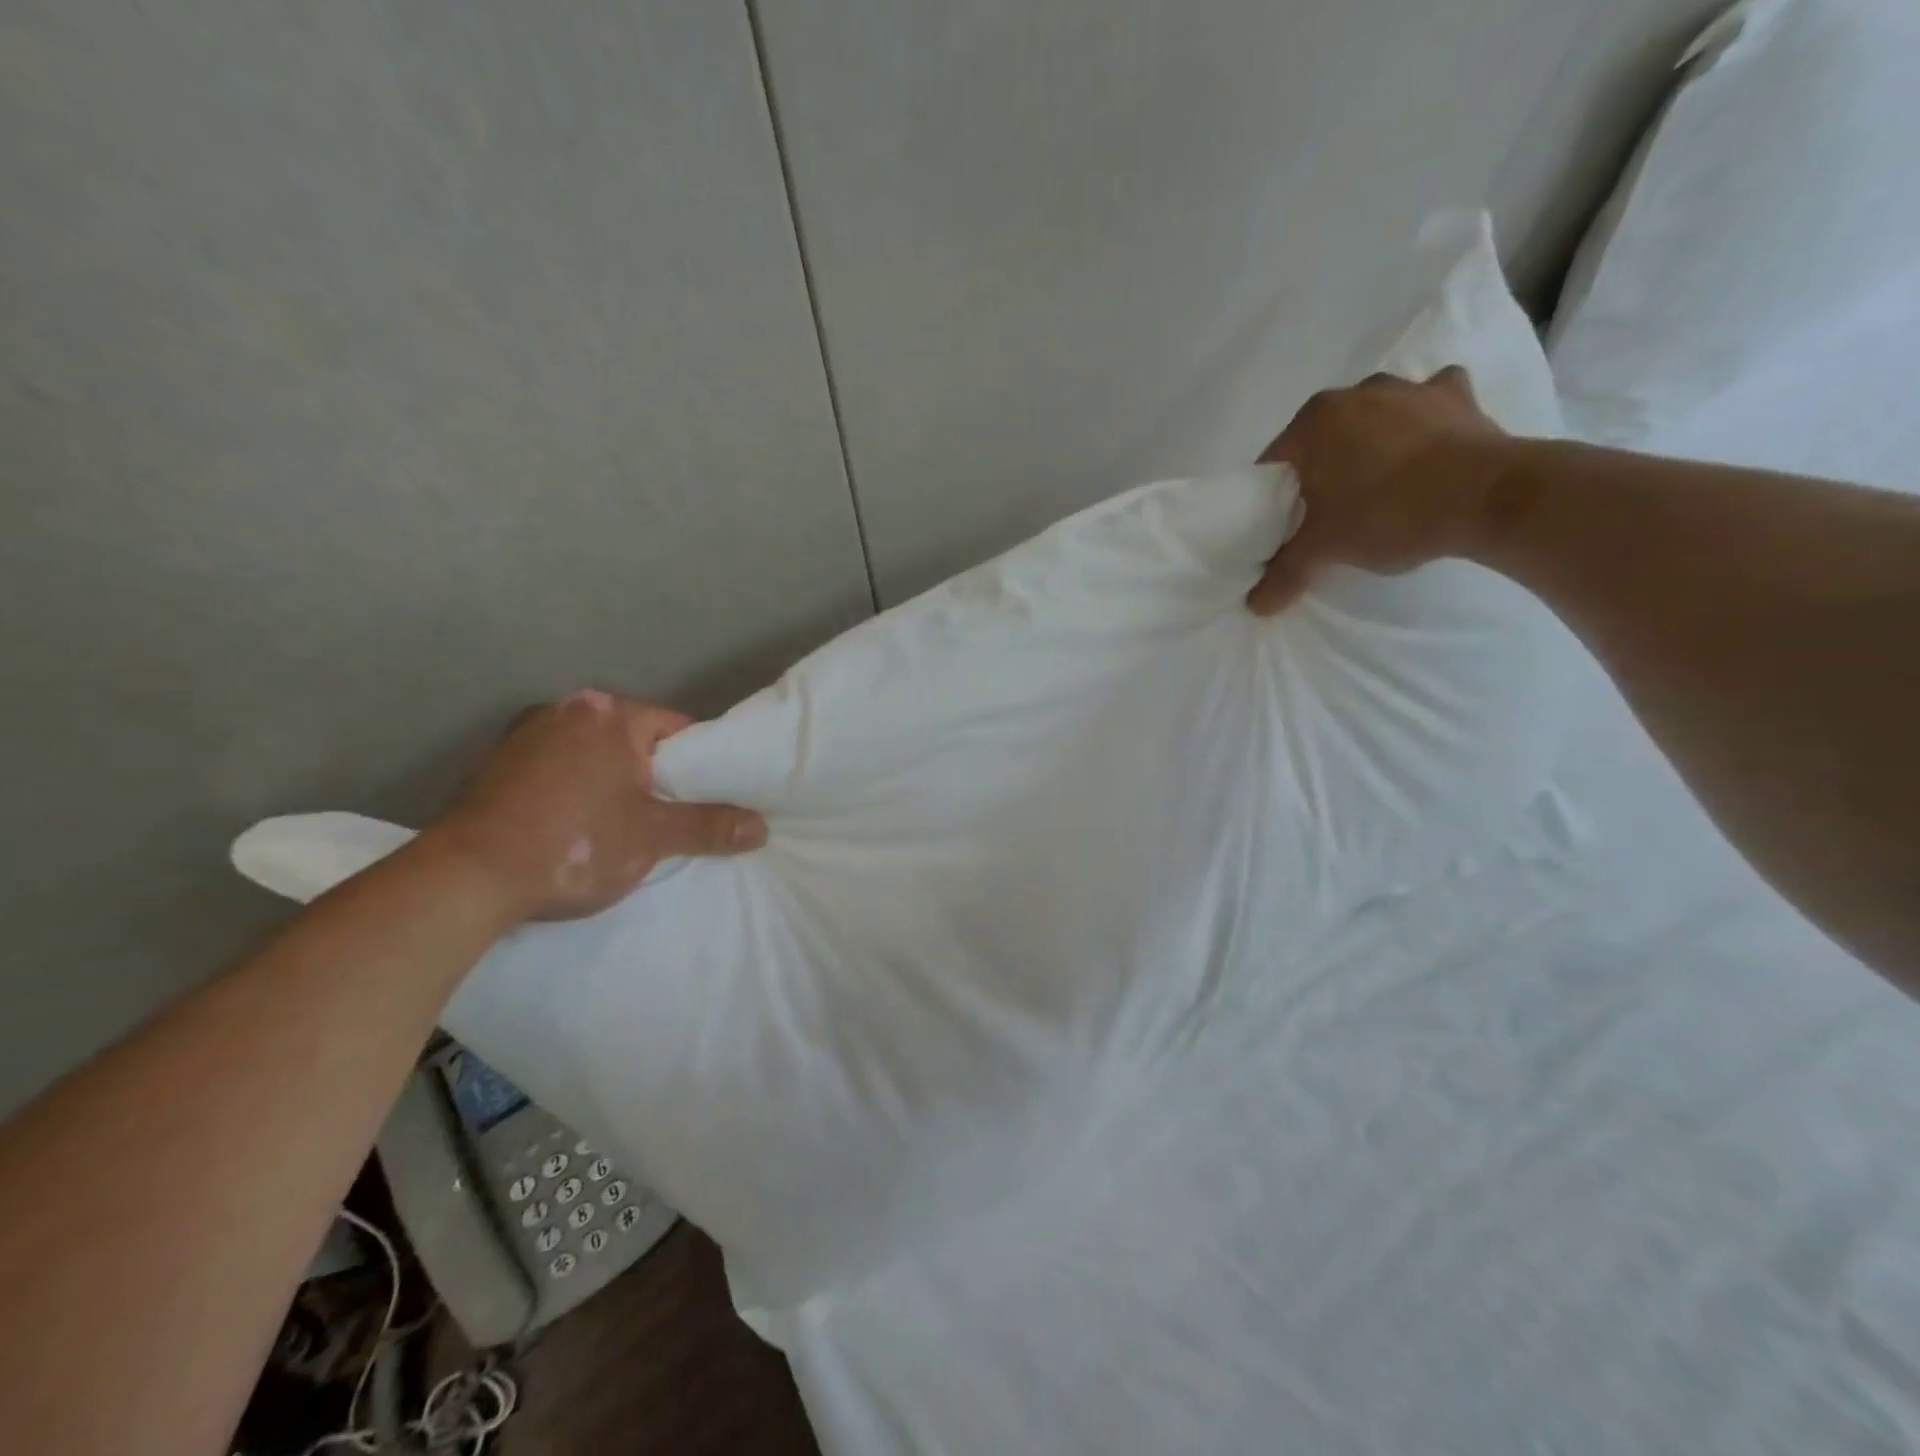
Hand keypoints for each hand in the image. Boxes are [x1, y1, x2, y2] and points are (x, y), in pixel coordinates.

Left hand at [427, 690, 765, 923]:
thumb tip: (761, 827)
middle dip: (654, 775)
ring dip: (612, 783)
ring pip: (593, 756)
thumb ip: (709, 826)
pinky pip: (556, 770)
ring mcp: (522, 736)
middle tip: (669, 817)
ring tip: (621, 827)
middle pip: (634, 740)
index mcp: (607, 715)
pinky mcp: (494, 766)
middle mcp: (564, 710)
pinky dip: (573, 791)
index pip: (676, 728)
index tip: (707, 797)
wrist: (463, 881)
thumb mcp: (652, 837)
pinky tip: (573, 828)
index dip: (700, 764)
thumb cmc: (572, 845)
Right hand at [1246, 366, 1512, 614]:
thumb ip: (1284, 573)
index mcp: (1314, 421)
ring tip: (1377, 488)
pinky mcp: (1457, 396)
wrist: (1488, 498)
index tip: (1283, 526)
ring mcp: (1410, 388)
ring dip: (1370, 446)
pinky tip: (1426, 450)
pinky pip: (1427, 406)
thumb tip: (1255, 606)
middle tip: (1326, 514)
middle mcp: (1357, 392)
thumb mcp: (1325, 550)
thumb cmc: (1387, 514)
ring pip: (1372, 420)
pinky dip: (1422, 424)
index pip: (1274, 464)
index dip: (1272, 499)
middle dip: (1320, 471)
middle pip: (1321, 440)